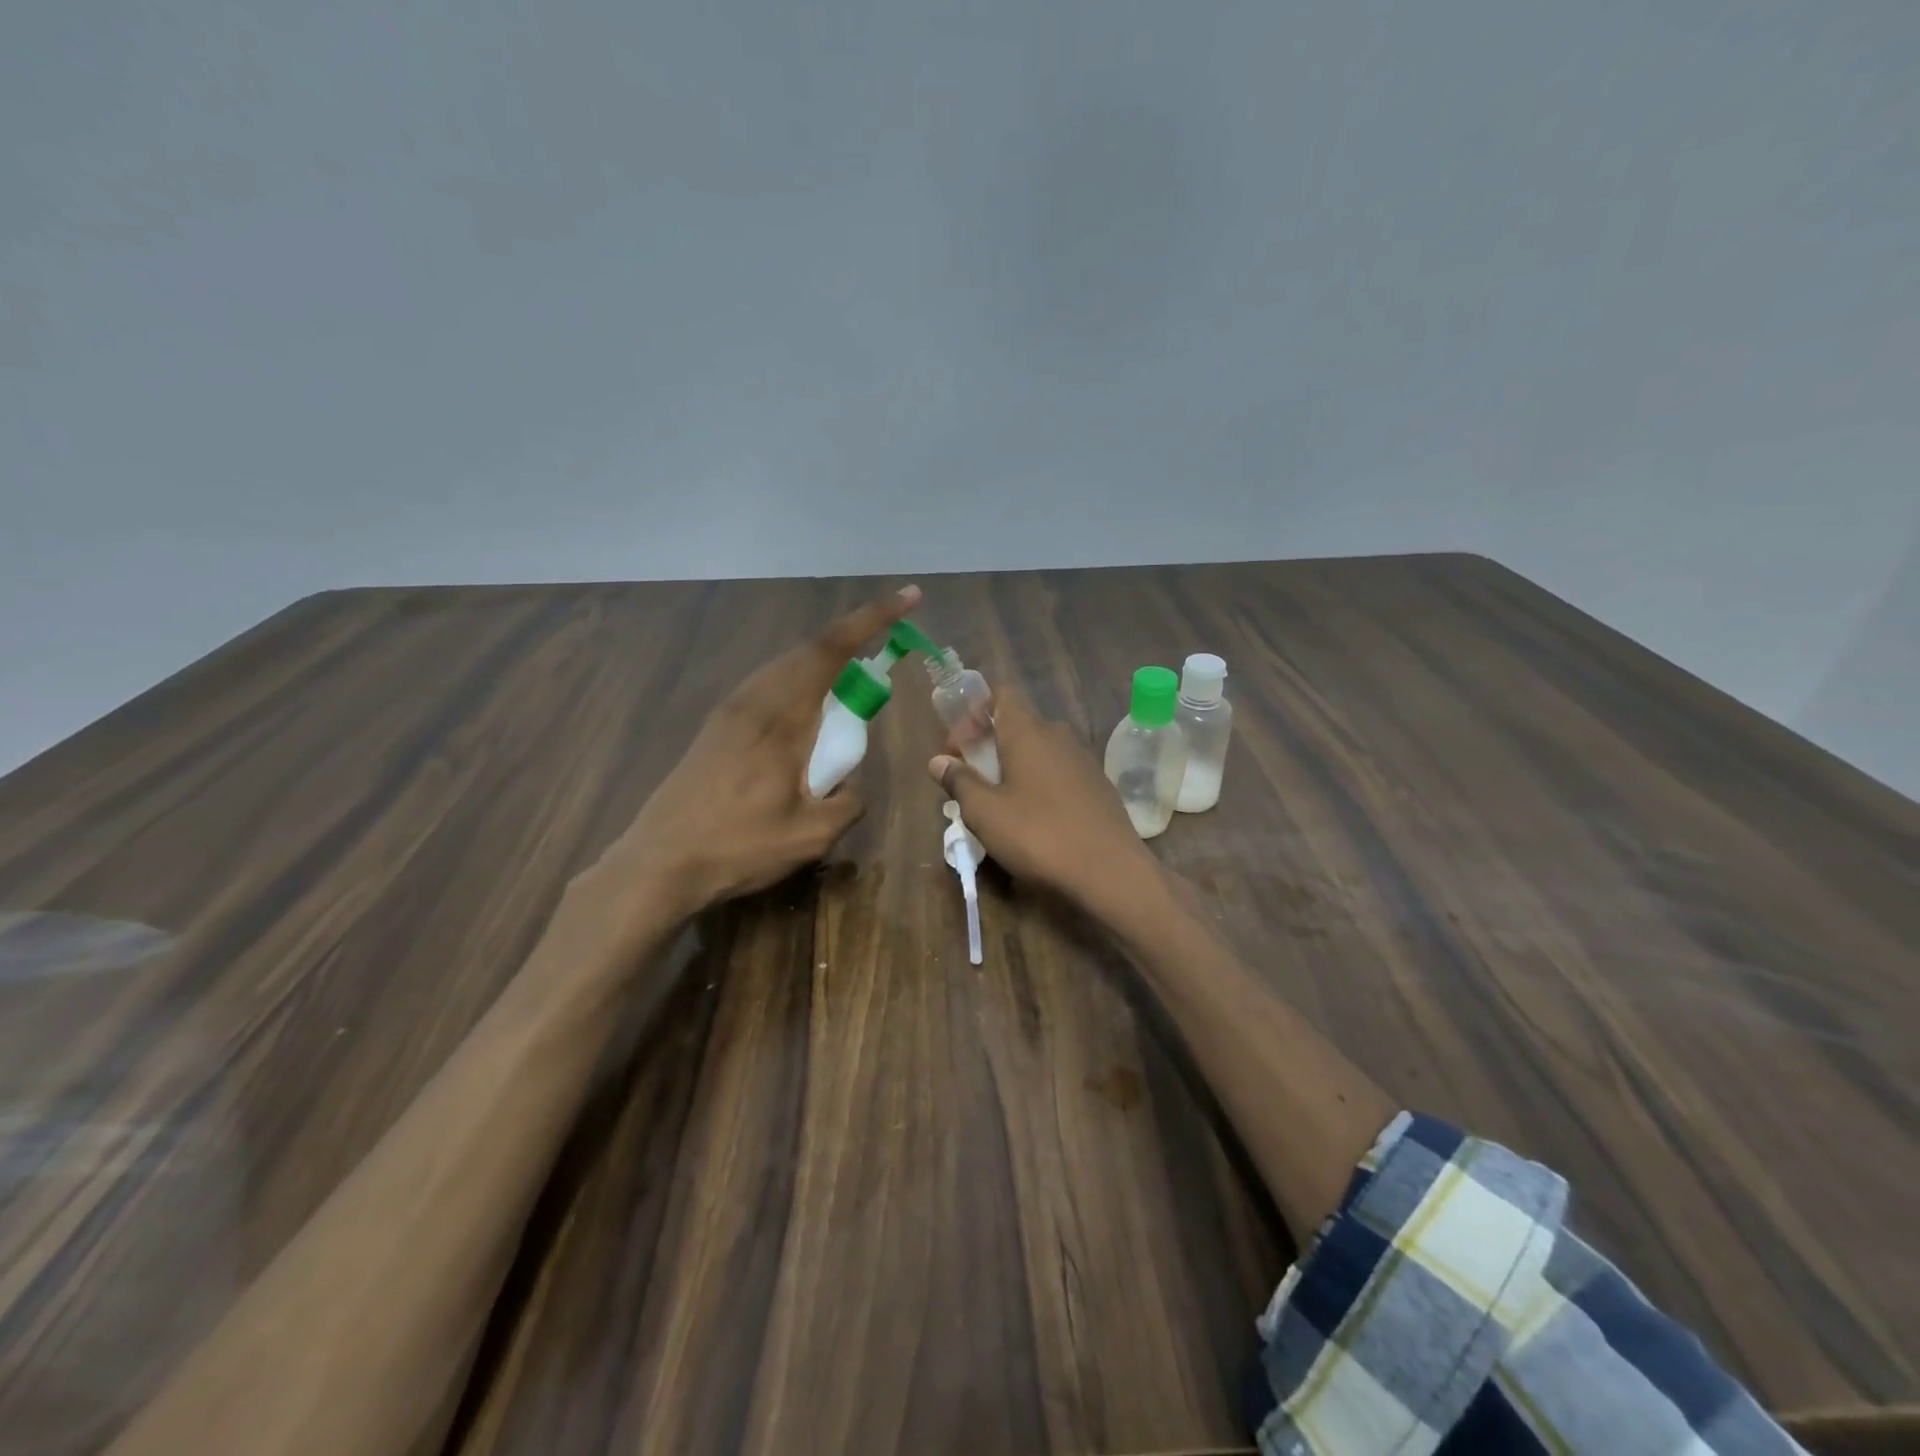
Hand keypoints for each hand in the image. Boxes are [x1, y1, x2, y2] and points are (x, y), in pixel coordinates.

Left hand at [594, 585, 921, 922]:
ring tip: (849, 687)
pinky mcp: (715, 729)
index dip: (873, 618)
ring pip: (785, 666)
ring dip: (822, 664)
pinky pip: (767, 686)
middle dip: (853, 639)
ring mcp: (729, 712)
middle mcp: (754, 701)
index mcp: (781, 717)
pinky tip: (804, 718)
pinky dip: (798, 684)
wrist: (657, 865)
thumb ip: (847, 804)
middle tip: (885, 652)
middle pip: (809, 649)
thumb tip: (851, 789)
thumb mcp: (811, 836)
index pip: (832, 649)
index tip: (909, 598)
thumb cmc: (737, 848)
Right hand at [927, 685, 1161, 918]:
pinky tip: (1034, 819)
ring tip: (998, 803)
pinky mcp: (1098, 786)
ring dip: (1014, 766)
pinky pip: (1059, 772)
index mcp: (1028, 731)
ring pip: (1039, 750)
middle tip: (970, 779)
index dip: (973, 712)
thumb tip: (939, 761)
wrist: (1111, 872)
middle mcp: (1058, 735)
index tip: (957, 747)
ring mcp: (1083, 760)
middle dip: (989, 744)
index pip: (1001, 694)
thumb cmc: (1039, 835)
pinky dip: (1039, 784)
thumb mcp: (985, 813)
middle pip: (1017, 724)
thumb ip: (959, 781)